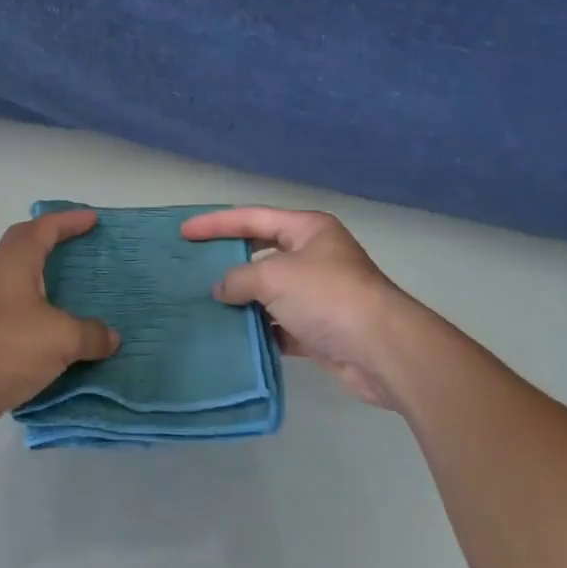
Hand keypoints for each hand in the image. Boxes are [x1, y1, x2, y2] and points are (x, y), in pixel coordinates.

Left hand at [0, 209, 120, 438]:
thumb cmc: (4, 345)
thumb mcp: (59, 338)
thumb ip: (89, 334)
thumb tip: (111, 337)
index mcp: (15, 263)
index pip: (44, 229)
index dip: (69, 221)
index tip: (93, 219)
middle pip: (23, 249)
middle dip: (51, 245)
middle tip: (78, 250)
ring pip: (18, 288)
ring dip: (43, 289)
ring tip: (73, 299)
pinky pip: (14, 322)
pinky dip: (36, 325)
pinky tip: (54, 344)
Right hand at [181, 208, 430, 409]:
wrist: (381, 350)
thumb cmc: (327, 296)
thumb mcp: (274, 277)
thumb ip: (240, 278)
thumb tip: (222, 289)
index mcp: (307, 229)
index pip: (252, 217)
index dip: (216, 223)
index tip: (184, 232)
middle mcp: (314, 255)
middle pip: (262, 252)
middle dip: (229, 260)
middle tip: (193, 266)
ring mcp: (318, 293)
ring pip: (270, 291)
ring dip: (243, 299)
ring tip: (205, 304)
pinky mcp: (320, 328)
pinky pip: (281, 324)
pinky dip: (260, 329)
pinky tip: (235, 336)